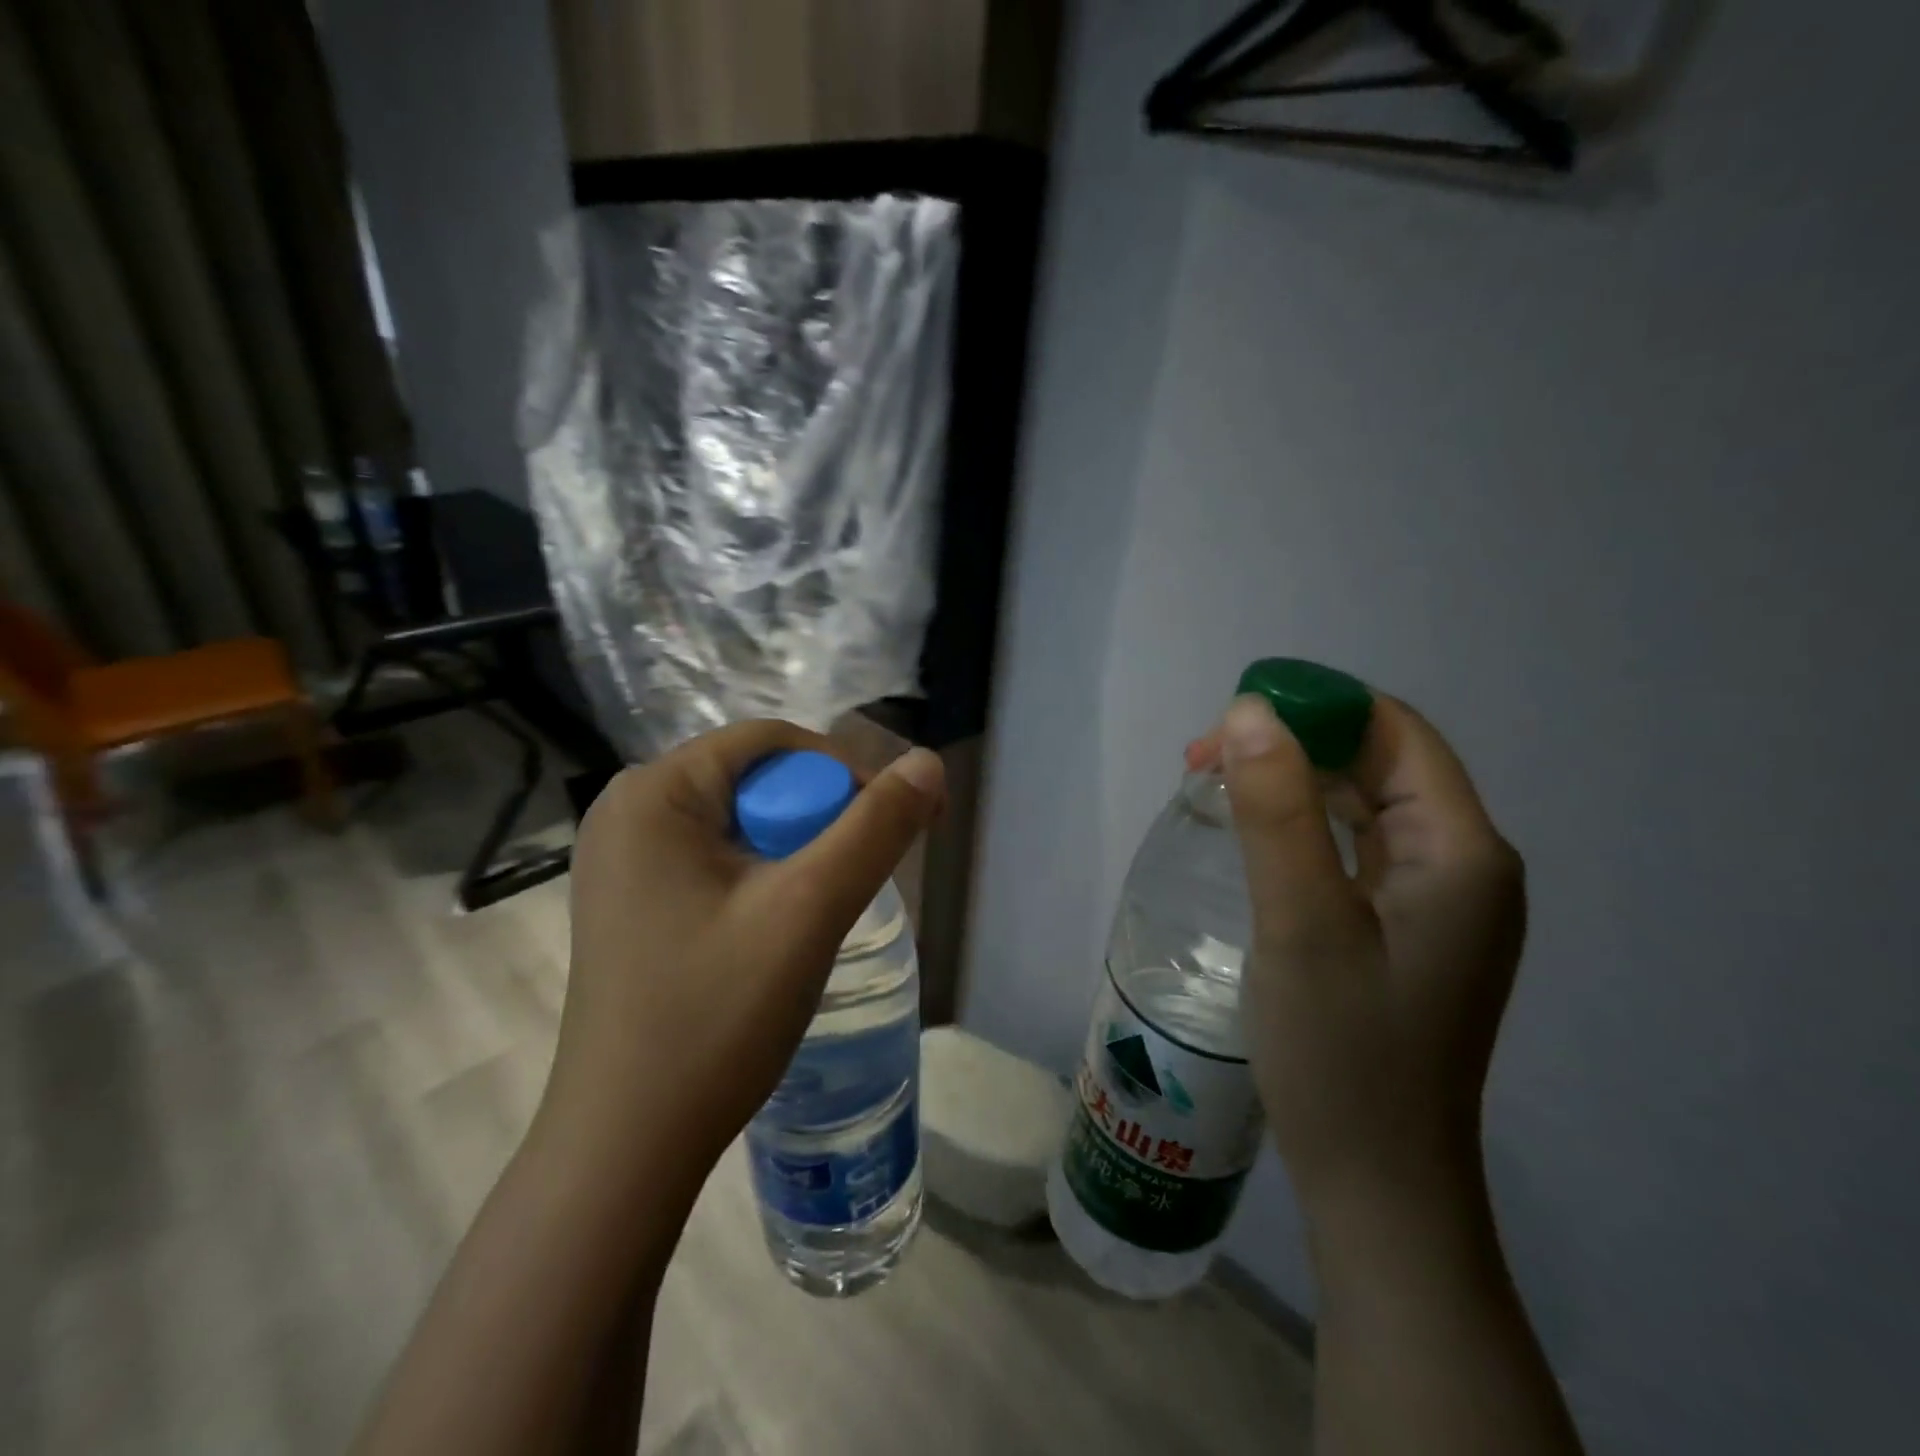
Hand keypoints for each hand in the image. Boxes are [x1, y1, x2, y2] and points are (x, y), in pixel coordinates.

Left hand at [544, 720, 945, 1216]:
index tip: (891, 826)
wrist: (627, 1148)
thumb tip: (929, 762)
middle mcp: (627, 812)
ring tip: (822, 909)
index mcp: (653, 793)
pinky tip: (778, 928)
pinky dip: (763, 878)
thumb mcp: (809, 910)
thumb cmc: (714, 1016)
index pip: (771, 743)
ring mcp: (623, 862)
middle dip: (819, 817)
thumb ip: (876, 829)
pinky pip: (716, 861)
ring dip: (796, 852)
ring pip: (742, 823)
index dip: (844, 771)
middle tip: (858, 878)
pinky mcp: (633, 903)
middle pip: (756, 780)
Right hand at [1188, 692, 1524, 1205]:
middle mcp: (1463, 863)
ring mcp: (1438, 900)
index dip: (1314, 707)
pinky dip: (1304, 824)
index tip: (1229, 720)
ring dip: (1293, 782)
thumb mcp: (1300, 922)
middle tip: (1203, 762)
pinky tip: (1257, 836)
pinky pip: (1356, 846)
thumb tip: (1250, 711)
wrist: (1376, 1180)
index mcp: (1460, 850)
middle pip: (1379, 762)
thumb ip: (1278, 811)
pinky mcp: (1407, 927)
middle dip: (1293, 744)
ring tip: (1216, 787)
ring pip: (1364, 803)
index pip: (1394, 732)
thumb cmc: (1341, 1052)